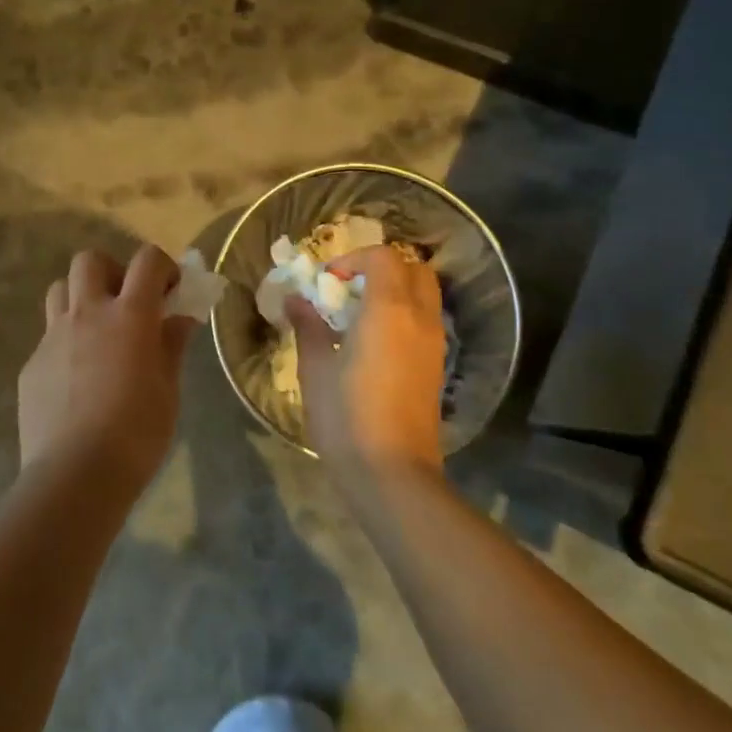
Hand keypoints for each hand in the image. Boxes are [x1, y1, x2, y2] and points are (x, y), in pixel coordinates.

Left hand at [18, 245, 195, 494]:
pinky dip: (66, 342)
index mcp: (129, 315)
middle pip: (90, 260)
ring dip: (81, 298)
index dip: (163, 266)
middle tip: (125, 304)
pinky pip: (48, 336)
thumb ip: (171, 345)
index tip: (170, 291)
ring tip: (97, 332)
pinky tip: (76, 379)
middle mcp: (88, 313)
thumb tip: (180, 318)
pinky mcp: (32, 363)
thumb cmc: (136, 433)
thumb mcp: (168, 389)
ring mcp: (53, 336)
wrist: (75, 474)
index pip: (147, 260)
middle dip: (111, 271)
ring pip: (60, 289)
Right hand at [287, 245, 446, 479]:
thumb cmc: (347, 416)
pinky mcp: (436, 367)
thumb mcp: (316, 368)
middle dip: (381, 268)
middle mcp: (419, 318)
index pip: (384, 257)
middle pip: (413, 269)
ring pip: (424, 294)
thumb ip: (308, 326)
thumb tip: (296, 299)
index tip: (327, 281)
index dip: (354, 259)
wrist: (393, 473)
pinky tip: (374, 341)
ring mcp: (434, 344)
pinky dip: (404, 313)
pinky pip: (425, 320)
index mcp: (389, 310)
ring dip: (395, 290)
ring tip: (359, 313)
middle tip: (349, 288)